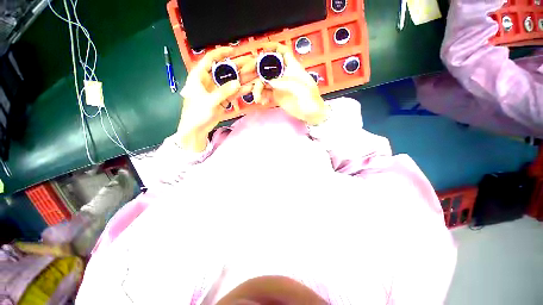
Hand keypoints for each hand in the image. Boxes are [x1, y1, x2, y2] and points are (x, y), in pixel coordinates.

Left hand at [177, 47, 256, 151]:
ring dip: (241, 79)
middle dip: (236, 66)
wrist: (197, 128)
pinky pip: (232, 93)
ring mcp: (217, 90)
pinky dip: (240, 91)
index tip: (233, 50)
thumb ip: (223, 92)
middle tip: (249, 63)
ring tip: (253, 75)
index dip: (221, 53)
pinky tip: (249, 88)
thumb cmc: (197, 113)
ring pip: (230, 82)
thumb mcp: (209, 101)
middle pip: (224, 70)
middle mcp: (208, 80)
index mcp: (199, 76)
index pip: (210, 59)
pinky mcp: (222, 99)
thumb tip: (238, 83)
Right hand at [253, 43, 327, 125]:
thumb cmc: (311, 100)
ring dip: (257, 87)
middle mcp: (284, 74)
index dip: (272, 47)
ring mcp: (279, 85)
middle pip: (267, 65)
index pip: (282, 52)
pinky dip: (261, 95)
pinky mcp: (276, 95)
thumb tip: (269, 81)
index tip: (260, 48)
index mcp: (293, 68)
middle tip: (246, 75)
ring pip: (263, 80)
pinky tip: (262, 101)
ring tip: (257, 98)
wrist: (311, 115)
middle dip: (255, 68)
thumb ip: (286, 83)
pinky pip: (265, 92)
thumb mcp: (302, 89)